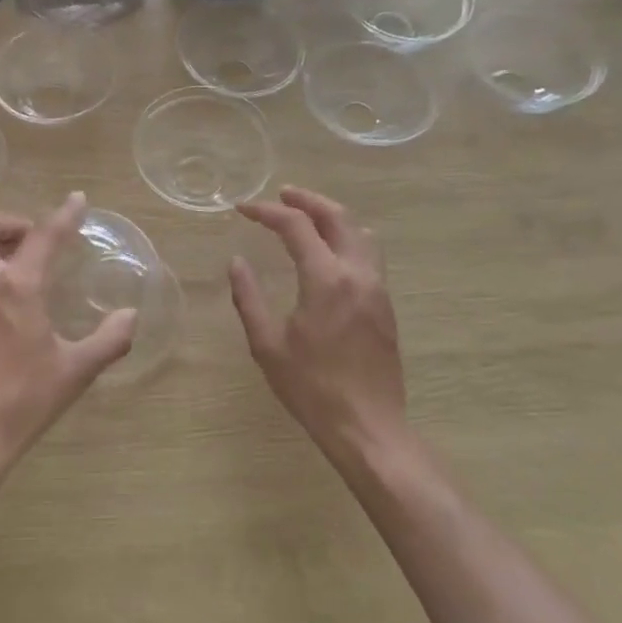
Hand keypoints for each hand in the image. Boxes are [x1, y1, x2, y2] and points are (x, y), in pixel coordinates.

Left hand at [0, 192, 136, 479]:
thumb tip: (130, 316)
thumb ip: (109, 339)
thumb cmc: (20, 401)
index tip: (77, 199)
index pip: (43, 235)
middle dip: (13, 222)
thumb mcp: (75, 372)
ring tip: (21, 269)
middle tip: (38, 241)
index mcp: (15, 285)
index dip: (64, 214)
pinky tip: (0, 304)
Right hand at [229, 186, 406, 459]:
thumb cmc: (311, 388)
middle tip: (280, 195)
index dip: (267, 211)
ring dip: (332, 215)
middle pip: (337, 216)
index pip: (296, 226)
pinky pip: (369, 254)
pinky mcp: (385, 305)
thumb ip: (248, 298)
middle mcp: (357, 274)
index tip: (243, 209)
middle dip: (307, 200)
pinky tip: (328, 252)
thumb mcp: (267, 344)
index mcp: (326, 279)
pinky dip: (346, 237)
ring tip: (306, 216)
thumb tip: (236, 262)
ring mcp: (377, 288)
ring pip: (360, 232)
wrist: (368, 427)